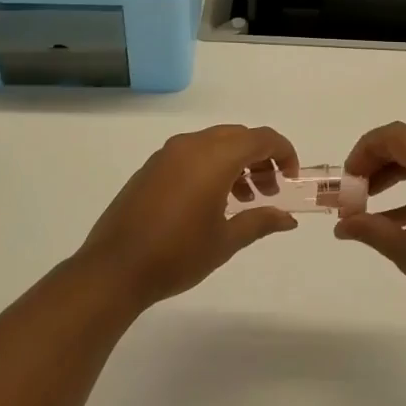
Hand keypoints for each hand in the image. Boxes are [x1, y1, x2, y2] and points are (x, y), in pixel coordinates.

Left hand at [76, 125, 299, 310]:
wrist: (114, 269)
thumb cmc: (177, 254)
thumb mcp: (225, 241)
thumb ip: (260, 221)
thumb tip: (288, 218)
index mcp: (215, 157)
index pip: (261, 138)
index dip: (283, 153)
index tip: (290, 179)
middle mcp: (192, 145)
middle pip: (239, 136)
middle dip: (260, 158)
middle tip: (269, 191)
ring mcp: (168, 154)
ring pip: (215, 143)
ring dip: (236, 162)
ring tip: (243, 199)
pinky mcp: (152, 167)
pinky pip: (193, 153)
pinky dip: (212, 166)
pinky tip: (212, 201)